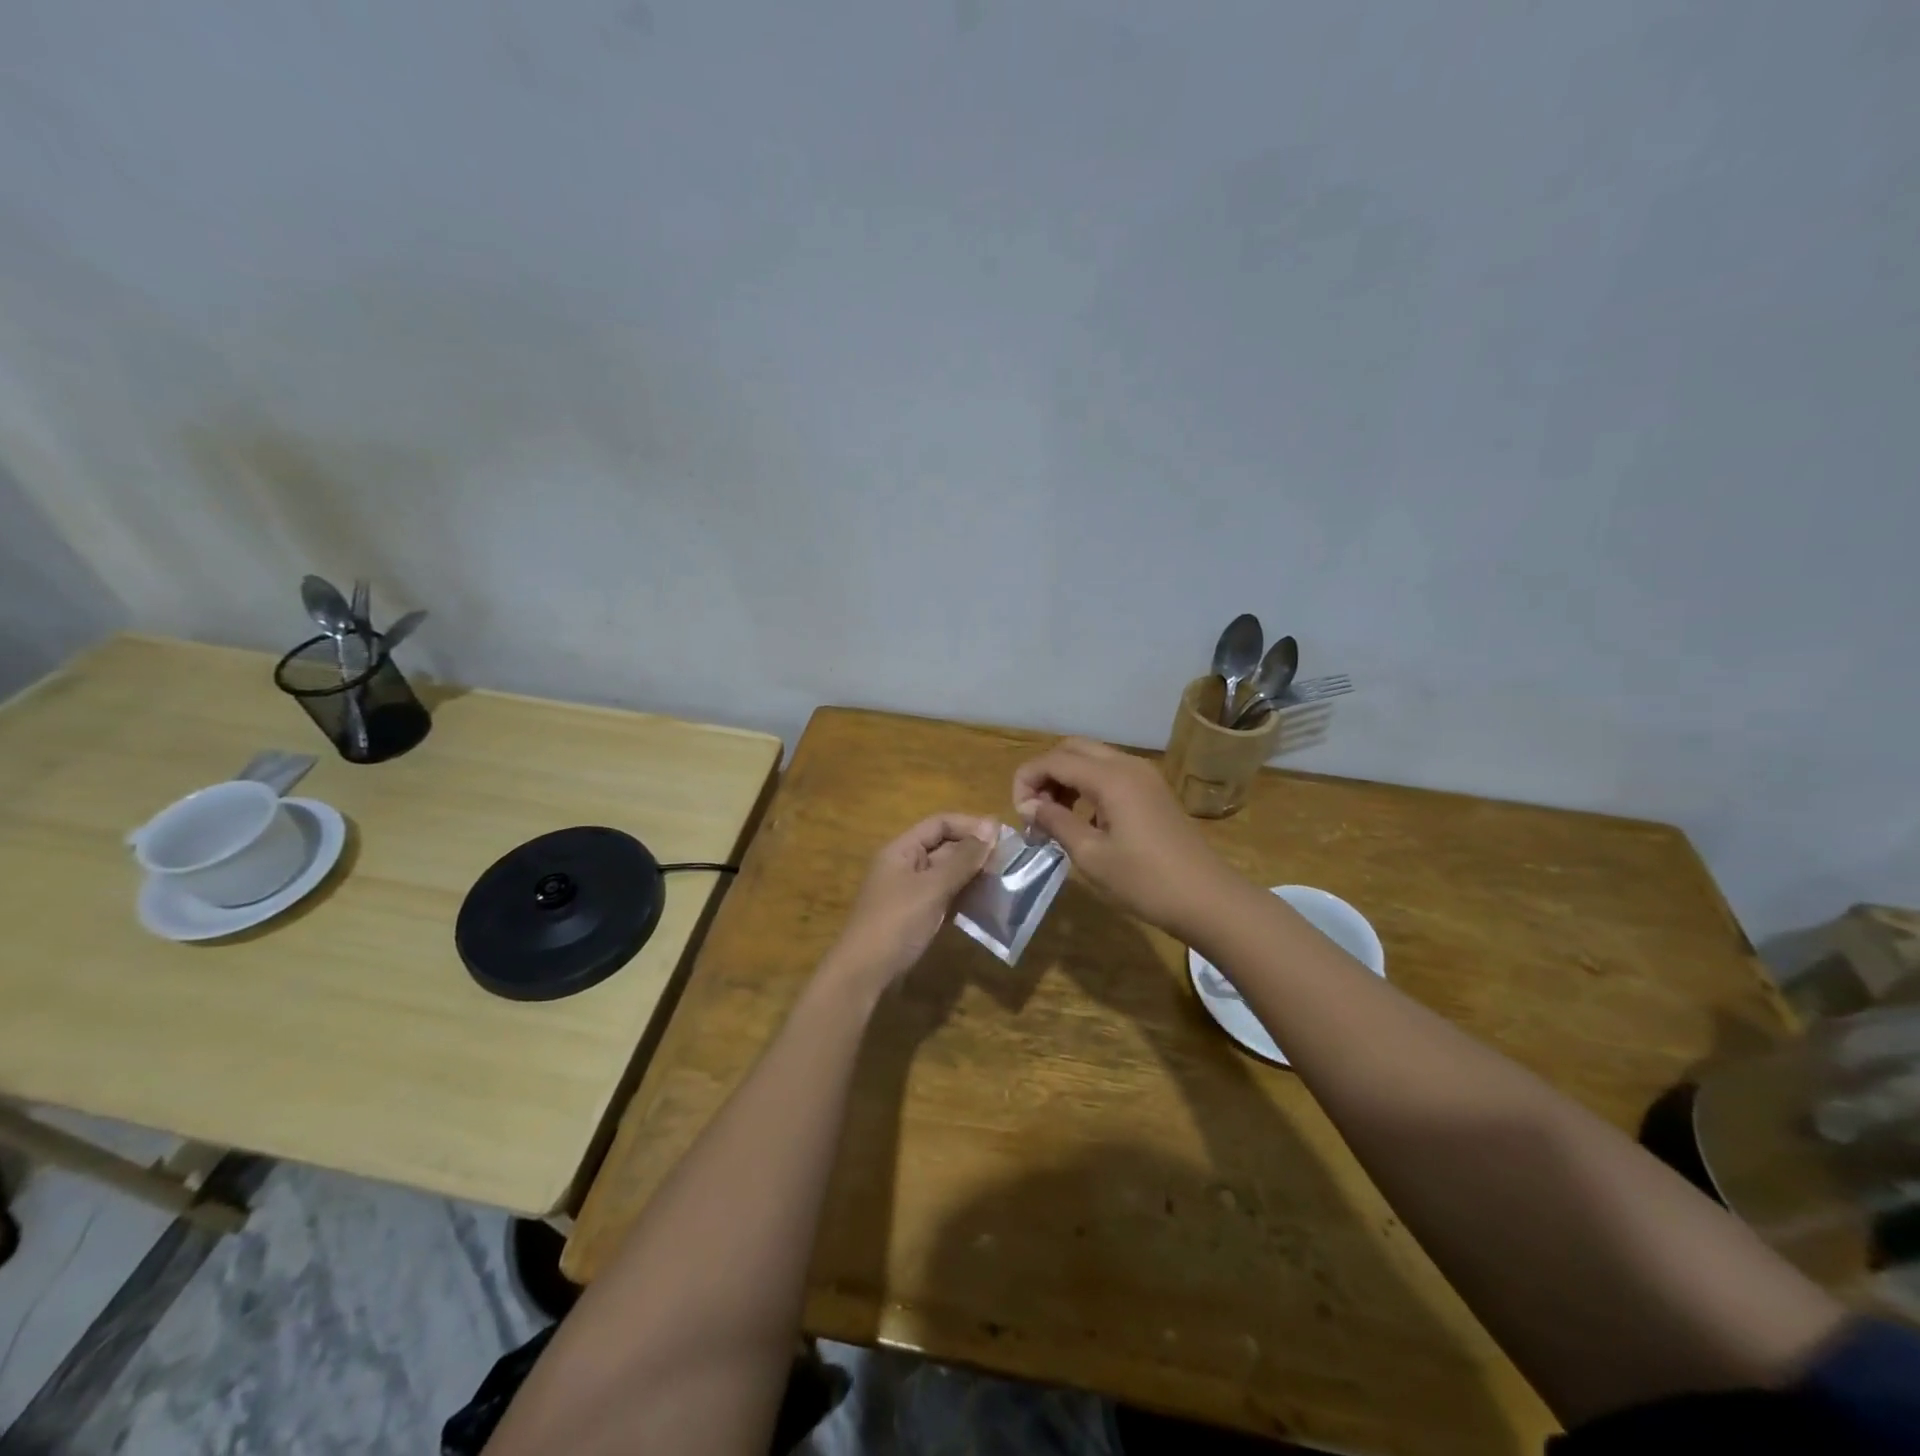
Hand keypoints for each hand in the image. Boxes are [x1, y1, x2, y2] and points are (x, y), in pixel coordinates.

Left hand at [826, 813, 998, 987]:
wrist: (864, 974)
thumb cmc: (897, 923)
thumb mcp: (932, 888)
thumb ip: (963, 858)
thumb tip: (992, 826)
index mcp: (902, 850)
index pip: (939, 824)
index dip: (970, 826)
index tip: (1003, 837)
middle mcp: (905, 865)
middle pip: (944, 847)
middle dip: (975, 852)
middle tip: (1010, 861)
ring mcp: (910, 892)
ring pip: (947, 874)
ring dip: (973, 875)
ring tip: (1004, 881)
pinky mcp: (916, 916)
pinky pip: (944, 896)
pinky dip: (964, 896)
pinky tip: (986, 903)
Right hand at [1013, 737, 1233, 938]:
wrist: (1208, 899)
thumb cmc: (1145, 881)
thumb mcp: (1091, 856)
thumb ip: (1056, 823)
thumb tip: (1030, 806)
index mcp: (1111, 777)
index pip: (1054, 759)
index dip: (1027, 780)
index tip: (1020, 814)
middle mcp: (1128, 765)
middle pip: (1073, 749)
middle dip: (1046, 773)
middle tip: (1035, 810)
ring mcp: (1145, 776)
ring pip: (1092, 759)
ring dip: (1066, 779)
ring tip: (1054, 817)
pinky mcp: (1153, 791)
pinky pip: (1111, 774)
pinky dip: (1088, 787)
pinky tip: (1085, 821)